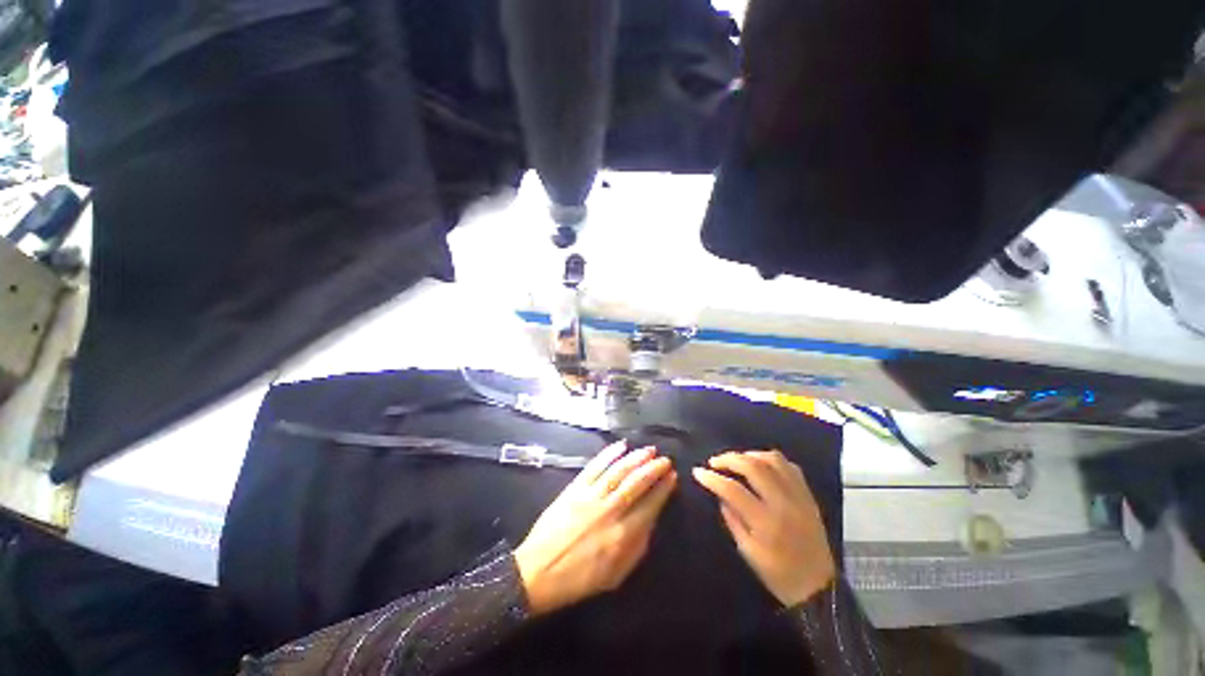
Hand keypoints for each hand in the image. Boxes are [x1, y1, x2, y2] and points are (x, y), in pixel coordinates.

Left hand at [514, 442, 676, 615]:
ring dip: (635, 458)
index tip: (672, 476)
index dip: (663, 489)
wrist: (538, 572)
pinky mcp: (574, 488)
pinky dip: (608, 454)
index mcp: (622, 536)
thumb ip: (638, 548)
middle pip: (636, 483)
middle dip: (653, 468)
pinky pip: (594, 466)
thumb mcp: (616, 575)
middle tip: (664, 459)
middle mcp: (609, 511)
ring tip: (648, 450)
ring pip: (618, 471)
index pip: (650, 505)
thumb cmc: (579, 578)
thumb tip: (652, 520)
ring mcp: (590, 496)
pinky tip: (621, 446)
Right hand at [693, 450, 835, 607]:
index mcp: (765, 522)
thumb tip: (720, 494)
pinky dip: (772, 460)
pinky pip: (790, 467)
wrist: (818, 588)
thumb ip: (733, 519)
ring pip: (773, 460)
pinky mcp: (808, 496)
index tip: (698, 472)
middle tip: (715, 462)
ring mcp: (798, 497)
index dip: (712, 478)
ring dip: (750, 455)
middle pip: (753, 467)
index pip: (733, 489)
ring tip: (737, 460)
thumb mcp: (748, 552)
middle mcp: (783, 504)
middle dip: (729, 459)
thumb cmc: (778, 574)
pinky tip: (761, 465)